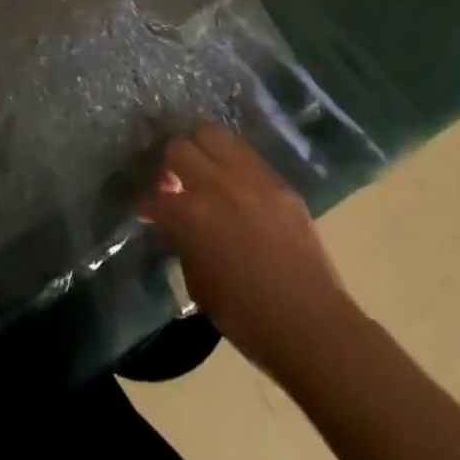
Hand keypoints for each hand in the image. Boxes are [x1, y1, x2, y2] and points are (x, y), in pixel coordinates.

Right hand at [142, 126, 351, 371]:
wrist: (312, 325)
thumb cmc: (248, 319)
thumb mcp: (199, 286)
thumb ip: (183, 245)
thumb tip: (177, 226)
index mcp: (192, 215)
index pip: (155, 195)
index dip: (147, 202)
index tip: (148, 210)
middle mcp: (218, 185)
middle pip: (179, 148)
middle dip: (170, 164)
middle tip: (174, 184)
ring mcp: (251, 177)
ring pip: (213, 134)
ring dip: (201, 150)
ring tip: (203, 171)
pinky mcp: (278, 180)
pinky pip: (246, 154)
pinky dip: (232, 162)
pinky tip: (234, 183)